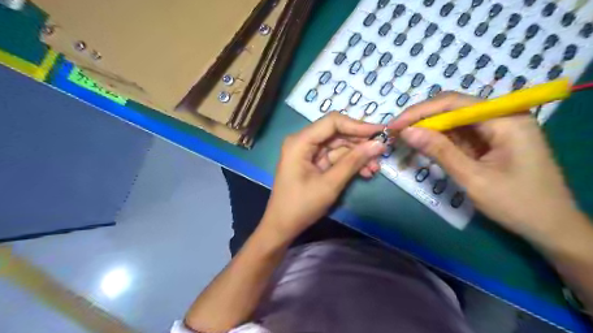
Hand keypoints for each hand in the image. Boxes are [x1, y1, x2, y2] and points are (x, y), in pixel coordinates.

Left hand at [263, 111, 384, 240]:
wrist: (283, 226)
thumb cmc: (301, 205)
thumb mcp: (330, 184)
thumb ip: (353, 161)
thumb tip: (379, 144)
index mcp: (300, 141)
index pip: (332, 122)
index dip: (358, 125)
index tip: (380, 132)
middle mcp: (303, 141)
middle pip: (337, 133)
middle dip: (360, 143)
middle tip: (382, 152)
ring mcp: (308, 152)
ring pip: (338, 146)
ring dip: (357, 156)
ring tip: (375, 168)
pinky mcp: (313, 162)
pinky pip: (335, 157)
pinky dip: (349, 164)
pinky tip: (365, 172)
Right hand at [391, 92, 581, 242]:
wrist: (549, 227)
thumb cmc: (516, 203)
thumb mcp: (473, 178)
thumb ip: (439, 151)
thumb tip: (406, 132)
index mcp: (505, 119)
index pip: (454, 103)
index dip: (419, 112)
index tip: (394, 125)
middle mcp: (501, 116)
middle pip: (453, 108)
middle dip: (422, 119)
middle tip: (395, 131)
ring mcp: (496, 129)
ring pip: (453, 121)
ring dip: (428, 129)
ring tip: (403, 137)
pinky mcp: (490, 141)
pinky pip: (459, 135)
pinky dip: (439, 140)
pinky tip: (423, 145)